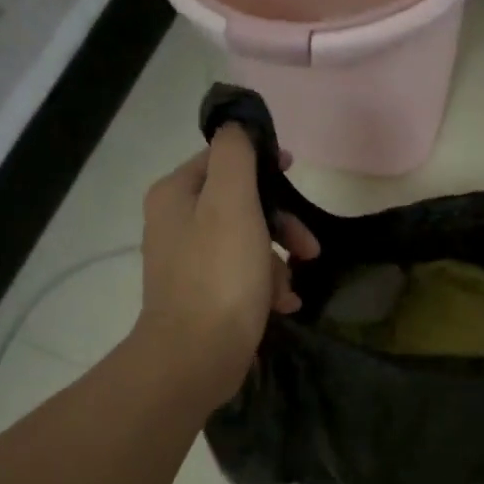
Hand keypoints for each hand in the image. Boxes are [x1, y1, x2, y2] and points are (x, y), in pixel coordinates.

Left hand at [133, 125, 319, 409]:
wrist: (196, 356)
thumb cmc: (219, 274)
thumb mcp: (232, 203)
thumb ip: (235, 155)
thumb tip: (237, 127)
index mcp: (176, 195)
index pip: (221, 158)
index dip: (261, 161)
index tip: (295, 171)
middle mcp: (176, 223)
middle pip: (239, 203)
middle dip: (279, 222)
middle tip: (308, 245)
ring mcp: (188, 262)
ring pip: (246, 242)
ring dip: (277, 259)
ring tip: (292, 285)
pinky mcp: (203, 296)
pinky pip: (242, 276)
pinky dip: (267, 285)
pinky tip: (285, 303)